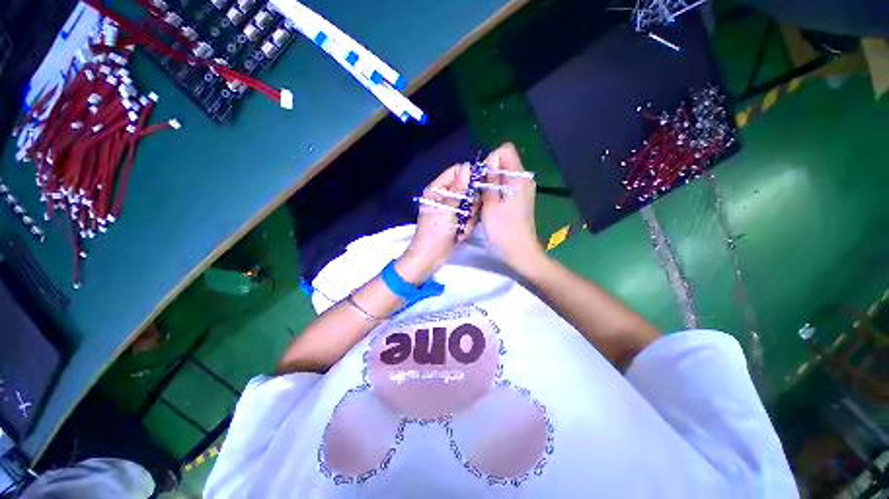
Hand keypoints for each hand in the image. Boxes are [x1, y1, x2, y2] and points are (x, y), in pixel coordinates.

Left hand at [397, 164, 477, 283]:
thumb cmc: (435, 232)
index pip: (456, 172)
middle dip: (470, 204)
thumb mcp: (447, 209)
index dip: (469, 175)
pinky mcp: (457, 221)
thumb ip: (458, 189)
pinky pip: (469, 218)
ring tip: (460, 229)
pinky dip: (467, 227)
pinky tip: (460, 235)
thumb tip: (466, 167)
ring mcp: (452, 210)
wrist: (431, 257)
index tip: (480, 184)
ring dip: (468, 218)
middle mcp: (445, 197)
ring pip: (471, 205)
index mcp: (437, 190)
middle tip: (466, 215)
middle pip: (467, 190)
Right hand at [480, 143, 544, 272]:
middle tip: (481, 193)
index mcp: (519, 177)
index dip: (491, 160)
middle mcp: (524, 180)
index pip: (505, 150)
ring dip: (491, 184)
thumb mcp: (490, 204)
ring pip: (503, 175)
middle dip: (489, 173)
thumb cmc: (504, 229)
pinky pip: (506, 186)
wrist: (520, 251)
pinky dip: (496, 192)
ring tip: (485, 201)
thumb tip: (488, 164)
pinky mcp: (521, 199)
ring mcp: (523, 190)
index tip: (484, 180)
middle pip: (504, 162)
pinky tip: (491, 206)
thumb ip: (489, 181)